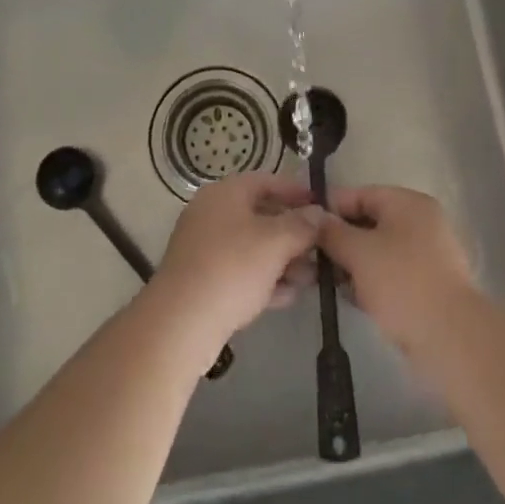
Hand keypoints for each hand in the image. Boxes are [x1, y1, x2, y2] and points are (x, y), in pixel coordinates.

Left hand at [149, 173, 322, 360]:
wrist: (182, 322)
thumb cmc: (232, 268)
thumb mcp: (275, 242)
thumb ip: (301, 225)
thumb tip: (319, 213)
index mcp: (225, 193)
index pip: (267, 181)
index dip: (296, 191)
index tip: (322, 206)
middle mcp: (213, 214)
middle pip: (261, 214)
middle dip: (294, 232)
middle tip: (322, 246)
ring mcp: (206, 248)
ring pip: (253, 246)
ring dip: (283, 259)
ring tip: (312, 276)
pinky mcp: (204, 280)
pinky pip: (242, 272)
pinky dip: (265, 279)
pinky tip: (290, 295)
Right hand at [317, 185, 474, 355]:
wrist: (451, 338)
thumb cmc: (402, 283)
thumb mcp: (359, 252)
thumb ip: (333, 232)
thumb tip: (316, 218)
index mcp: (408, 203)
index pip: (361, 194)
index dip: (331, 208)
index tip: (306, 228)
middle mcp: (421, 222)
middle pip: (370, 222)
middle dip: (341, 240)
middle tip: (314, 258)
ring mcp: (428, 254)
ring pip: (380, 250)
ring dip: (354, 263)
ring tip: (329, 281)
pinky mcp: (429, 285)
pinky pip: (392, 274)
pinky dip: (372, 281)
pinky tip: (353, 298)